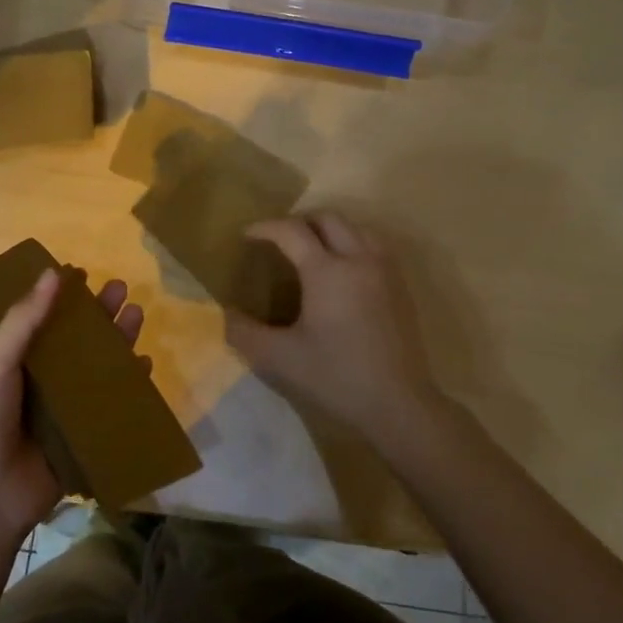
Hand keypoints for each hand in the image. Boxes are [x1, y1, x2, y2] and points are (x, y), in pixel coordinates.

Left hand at [0, 266, 145, 545]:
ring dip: (118, 342)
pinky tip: (145, 366)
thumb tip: (52, 273)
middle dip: (99, 315)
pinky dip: (129, 387)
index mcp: (13, 363)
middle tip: (122, 288)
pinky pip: (111, 407)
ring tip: (138, 315)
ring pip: (97, 369)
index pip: (43, 321)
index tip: (84, 273)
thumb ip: (24, 322)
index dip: (63, 298)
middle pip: (77, 341)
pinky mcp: (84, 439)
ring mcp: (64, 412)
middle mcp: (40, 383)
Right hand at [226, 212, 452, 450]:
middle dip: (299, 222)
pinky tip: (343, 273)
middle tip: (278, 240)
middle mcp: (359, 260)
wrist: (398, 404)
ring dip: (330, 230)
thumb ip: (243, 332)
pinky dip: (353, 245)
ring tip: (311, 250)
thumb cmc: (336, 377)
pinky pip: (375, 247)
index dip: (266, 228)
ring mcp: (385, 272)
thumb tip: (221, 314)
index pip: (292, 231)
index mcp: (327, 271)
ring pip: (357, 229)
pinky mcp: (401, 288)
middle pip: (328, 219)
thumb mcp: (279, 358)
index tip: (247, 236)